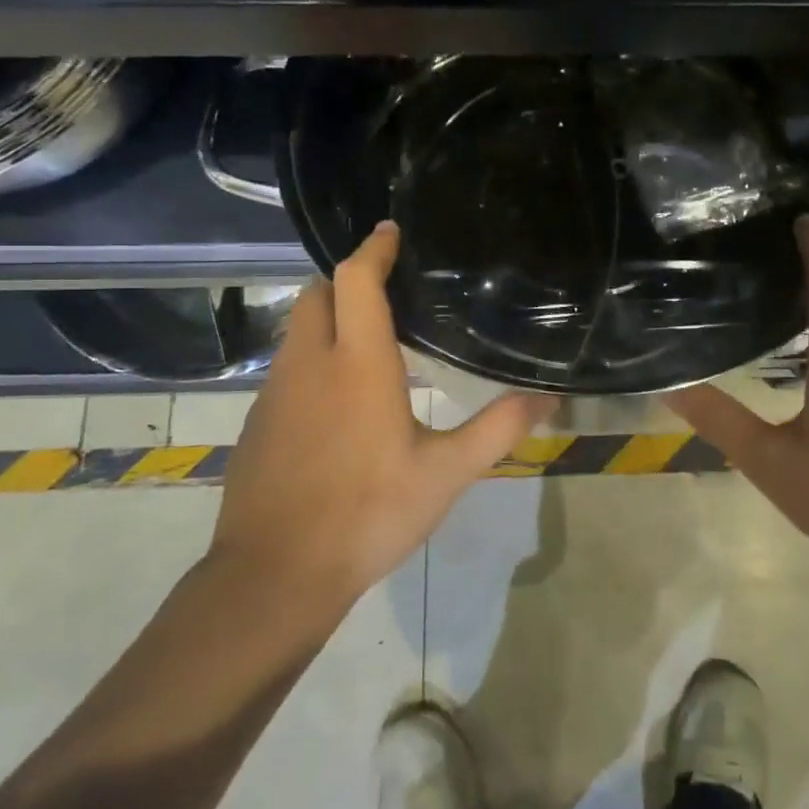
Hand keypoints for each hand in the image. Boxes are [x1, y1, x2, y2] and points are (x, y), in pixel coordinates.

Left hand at [210, 222, 553, 619]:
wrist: (275, 576)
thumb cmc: (368, 514)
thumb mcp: (446, 474)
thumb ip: (499, 429)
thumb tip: (550, 398)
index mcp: (358, 364)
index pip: (356, 280)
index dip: (373, 248)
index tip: (391, 231)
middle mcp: (310, 364)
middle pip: (318, 294)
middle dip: (347, 280)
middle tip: (388, 291)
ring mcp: (276, 393)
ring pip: (298, 330)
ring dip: (329, 319)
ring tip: (370, 342)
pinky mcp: (259, 422)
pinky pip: (287, 368)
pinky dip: (313, 359)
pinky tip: (339, 401)